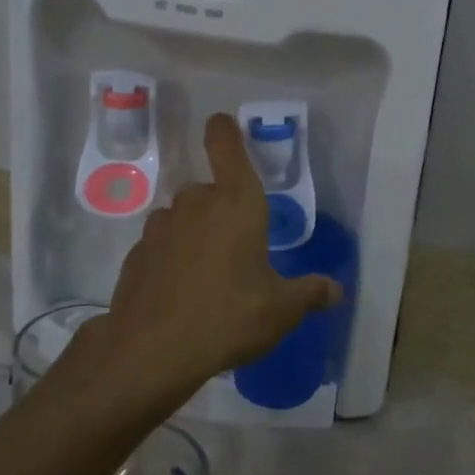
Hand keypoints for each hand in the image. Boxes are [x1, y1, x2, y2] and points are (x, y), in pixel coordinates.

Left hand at [90, 113, 340, 404]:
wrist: (150, 351)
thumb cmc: (227, 317)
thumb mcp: (280, 311)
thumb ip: (309, 294)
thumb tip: (336, 290)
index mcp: (236, 203)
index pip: (226, 146)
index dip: (225, 130)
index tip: (223, 123)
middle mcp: (196, 204)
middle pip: (209, 189)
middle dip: (222, 208)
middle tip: (238, 247)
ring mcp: (161, 227)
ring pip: (183, 217)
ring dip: (195, 232)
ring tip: (209, 273)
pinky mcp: (137, 254)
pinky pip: (162, 244)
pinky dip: (172, 257)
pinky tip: (180, 290)